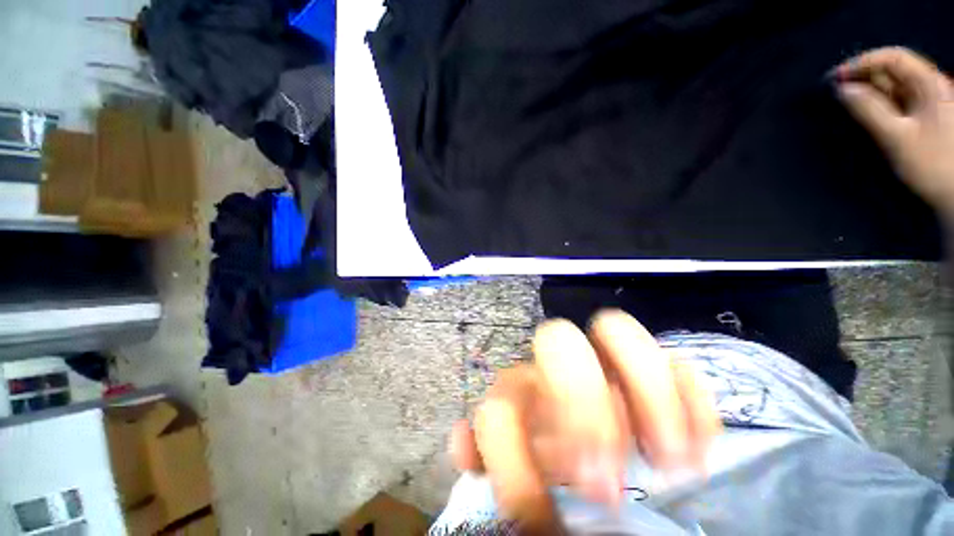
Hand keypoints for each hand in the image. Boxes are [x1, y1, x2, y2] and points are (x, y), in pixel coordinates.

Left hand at [449, 311, 721, 531]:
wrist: (594, 457)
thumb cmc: (549, 464)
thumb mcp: (516, 470)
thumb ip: (488, 455)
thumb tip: (462, 443)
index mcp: (519, 394)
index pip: (501, 407)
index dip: (516, 464)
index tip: (545, 516)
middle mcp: (556, 370)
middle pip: (558, 340)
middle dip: (583, 403)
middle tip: (606, 483)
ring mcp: (608, 365)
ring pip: (617, 331)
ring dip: (646, 391)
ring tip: (669, 460)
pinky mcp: (656, 375)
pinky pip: (678, 364)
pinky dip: (692, 403)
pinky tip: (697, 450)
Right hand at [836, 47, 953, 215]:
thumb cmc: (932, 164)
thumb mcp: (897, 137)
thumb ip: (869, 110)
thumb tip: (842, 90)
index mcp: (929, 84)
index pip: (893, 58)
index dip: (863, 62)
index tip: (835, 76)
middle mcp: (930, 87)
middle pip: (893, 72)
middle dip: (863, 77)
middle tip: (834, 89)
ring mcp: (928, 104)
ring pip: (894, 89)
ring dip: (869, 92)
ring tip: (844, 101)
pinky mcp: (924, 119)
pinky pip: (897, 104)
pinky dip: (879, 105)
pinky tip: (864, 113)